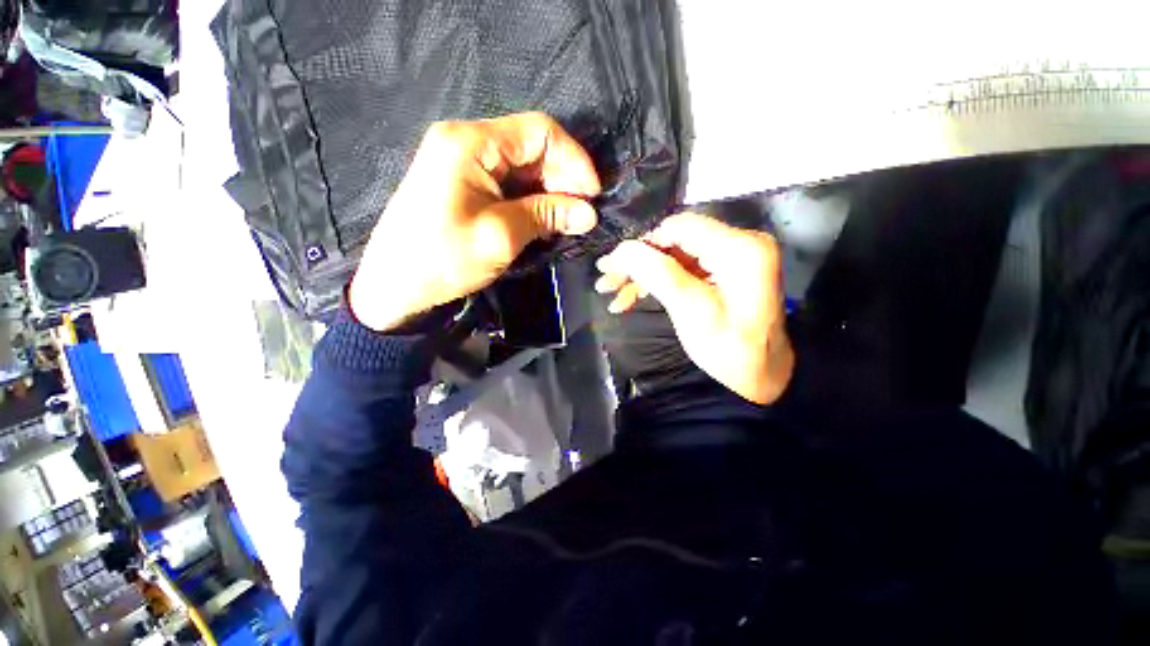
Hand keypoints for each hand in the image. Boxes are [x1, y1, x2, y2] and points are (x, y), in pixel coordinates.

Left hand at [349, 112, 600, 331]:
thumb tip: (588, 212)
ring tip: (559, 218)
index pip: (539, 130)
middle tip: (577, 212)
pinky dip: (521, 189)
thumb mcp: (499, 237)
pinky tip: (535, 214)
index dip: (573, 159)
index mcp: (469, 141)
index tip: (590, 196)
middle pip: (528, 140)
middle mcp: (461, 135)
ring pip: (516, 156)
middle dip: (559, 174)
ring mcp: (453, 151)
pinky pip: (498, 169)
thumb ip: (547, 215)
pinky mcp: (450, 170)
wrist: (386, 287)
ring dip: (542, 184)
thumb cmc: (438, 260)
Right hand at [595, 213, 794, 404]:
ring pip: (682, 251)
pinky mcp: (735, 265)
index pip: (679, 227)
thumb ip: (655, 273)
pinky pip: (694, 262)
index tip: (610, 266)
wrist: (766, 375)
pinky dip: (668, 277)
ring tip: (615, 293)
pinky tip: (638, 293)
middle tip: (607, 281)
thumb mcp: (691, 312)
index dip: (642, 244)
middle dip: (641, 260)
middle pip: (680, 238)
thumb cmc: (732, 351)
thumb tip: (619, 249)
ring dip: (650, 270)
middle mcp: (745, 239)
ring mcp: (741, 251)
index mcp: (741, 247)